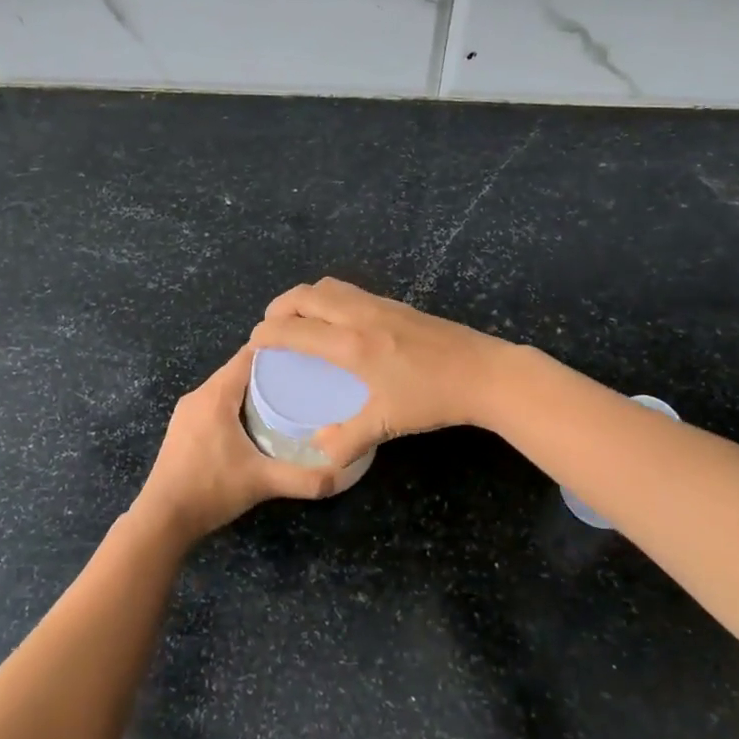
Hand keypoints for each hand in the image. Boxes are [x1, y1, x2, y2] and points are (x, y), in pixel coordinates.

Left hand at [131, 345, 341, 541]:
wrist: (162, 519)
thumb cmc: (211, 490)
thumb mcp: (262, 482)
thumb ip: (304, 479)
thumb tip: (342, 475)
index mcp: (215, 395)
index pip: (248, 356)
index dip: (277, 351)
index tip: (305, 356)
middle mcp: (198, 395)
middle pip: (238, 371)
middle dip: (269, 372)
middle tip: (302, 380)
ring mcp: (186, 413)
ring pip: (225, 388)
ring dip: (251, 390)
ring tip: (284, 399)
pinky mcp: (182, 429)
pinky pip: (214, 404)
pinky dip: (235, 405)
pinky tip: (254, 423)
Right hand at [249, 277, 509, 466]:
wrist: (484, 373)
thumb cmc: (432, 397)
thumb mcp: (387, 422)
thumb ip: (348, 438)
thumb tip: (318, 452)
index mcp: (351, 344)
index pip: (295, 328)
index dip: (267, 333)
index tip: (253, 344)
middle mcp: (360, 316)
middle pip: (307, 295)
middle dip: (280, 306)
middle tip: (270, 326)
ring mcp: (380, 305)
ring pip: (330, 287)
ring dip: (305, 297)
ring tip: (298, 319)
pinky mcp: (397, 305)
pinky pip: (350, 292)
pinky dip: (329, 298)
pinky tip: (337, 321)